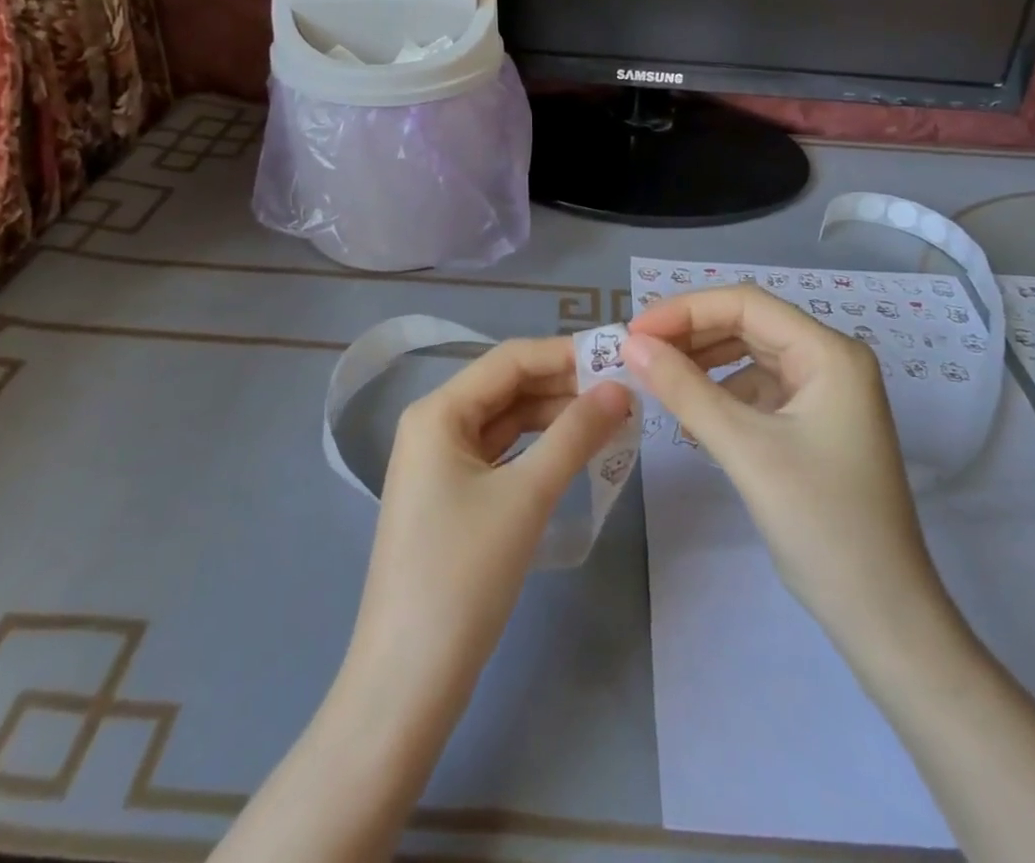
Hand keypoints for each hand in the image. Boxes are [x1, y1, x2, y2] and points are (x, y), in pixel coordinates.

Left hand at [350, 336, 631, 694]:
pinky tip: (578, 453)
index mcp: (438, 411)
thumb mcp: (526, 496)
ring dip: (557, 418)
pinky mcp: (452, 497)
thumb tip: (620, 388)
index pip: (511, 360)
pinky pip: (502, 455)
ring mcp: (441, 463)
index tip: (620, 358)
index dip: (566, 354)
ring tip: (613, 419)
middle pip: (508, 388)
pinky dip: (540, 449)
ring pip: (508, 422)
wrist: (407, 680)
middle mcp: (434, 426)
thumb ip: (575, 434)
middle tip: (626, 392)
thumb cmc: (463, 574)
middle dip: (565, 386)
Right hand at [622, 286, 953, 658]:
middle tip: (636, 352)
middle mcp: (830, 360)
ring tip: (655, 376)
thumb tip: (631, 344)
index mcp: (829, 353)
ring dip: (702, 361)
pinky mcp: (813, 423)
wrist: (881, 615)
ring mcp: (824, 393)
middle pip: (748, 324)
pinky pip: (757, 388)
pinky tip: (690, 413)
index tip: (634, 331)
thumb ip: (685, 390)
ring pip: (750, 355)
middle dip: (690, 334)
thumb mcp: (746, 449)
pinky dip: (720, 392)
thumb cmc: (821, 523)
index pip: (746, 304)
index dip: (685, 309)